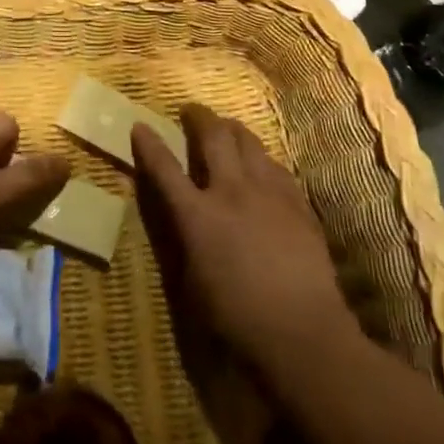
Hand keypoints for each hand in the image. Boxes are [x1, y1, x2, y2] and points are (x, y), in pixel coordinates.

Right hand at [132, 104, 358, 375]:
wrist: (304, 333)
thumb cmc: (238, 319)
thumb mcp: (193, 283)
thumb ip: (185, 242)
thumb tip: (184, 222)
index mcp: (198, 216)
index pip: (165, 169)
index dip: (150, 144)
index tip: (140, 125)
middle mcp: (231, 192)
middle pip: (213, 137)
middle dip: (198, 117)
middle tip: (191, 110)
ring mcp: (268, 193)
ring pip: (248, 142)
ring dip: (232, 129)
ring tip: (226, 127)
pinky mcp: (297, 204)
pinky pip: (276, 166)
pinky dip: (262, 158)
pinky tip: (262, 165)